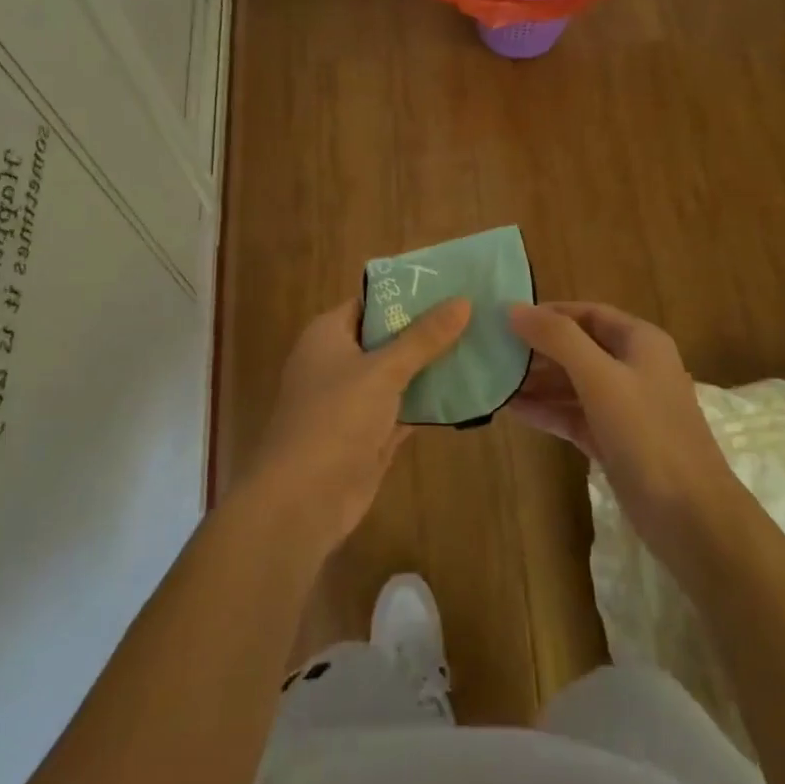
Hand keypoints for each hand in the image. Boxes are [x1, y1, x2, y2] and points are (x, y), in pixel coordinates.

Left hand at [247, 296, 471, 550]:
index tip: (451, 282)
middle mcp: (339, 362)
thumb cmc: (335, 419)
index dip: (408, 292)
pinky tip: (469, 390)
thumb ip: (424, 338)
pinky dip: (430, 401)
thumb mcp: (383, 371)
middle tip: (477, 312)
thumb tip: (463, 301)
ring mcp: (354, 401)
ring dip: (433, 365)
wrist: (303, 501)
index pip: (371, 301)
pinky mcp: (370, 435)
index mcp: (329, 334)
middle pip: (389, 336)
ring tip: (481, 344)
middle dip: (428, 329)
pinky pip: (405, 407)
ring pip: (400, 374)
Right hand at [507, 302, 737, 557]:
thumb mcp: (601, 378)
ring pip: (573, 383)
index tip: (506, 317)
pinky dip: (546, 410)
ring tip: (493, 379)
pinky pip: (573, 415)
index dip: (549, 313)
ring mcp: (625, 407)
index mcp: (640, 341)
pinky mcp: (614, 441)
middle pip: (578, 347)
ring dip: (537, 381)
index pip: (588, 313)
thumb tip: (514, 309)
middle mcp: (634, 367)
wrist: (691, 517)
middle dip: (538, 349)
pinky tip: (512, 409)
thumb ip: (558, 339)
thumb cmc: (647, 434)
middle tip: (492, 350)